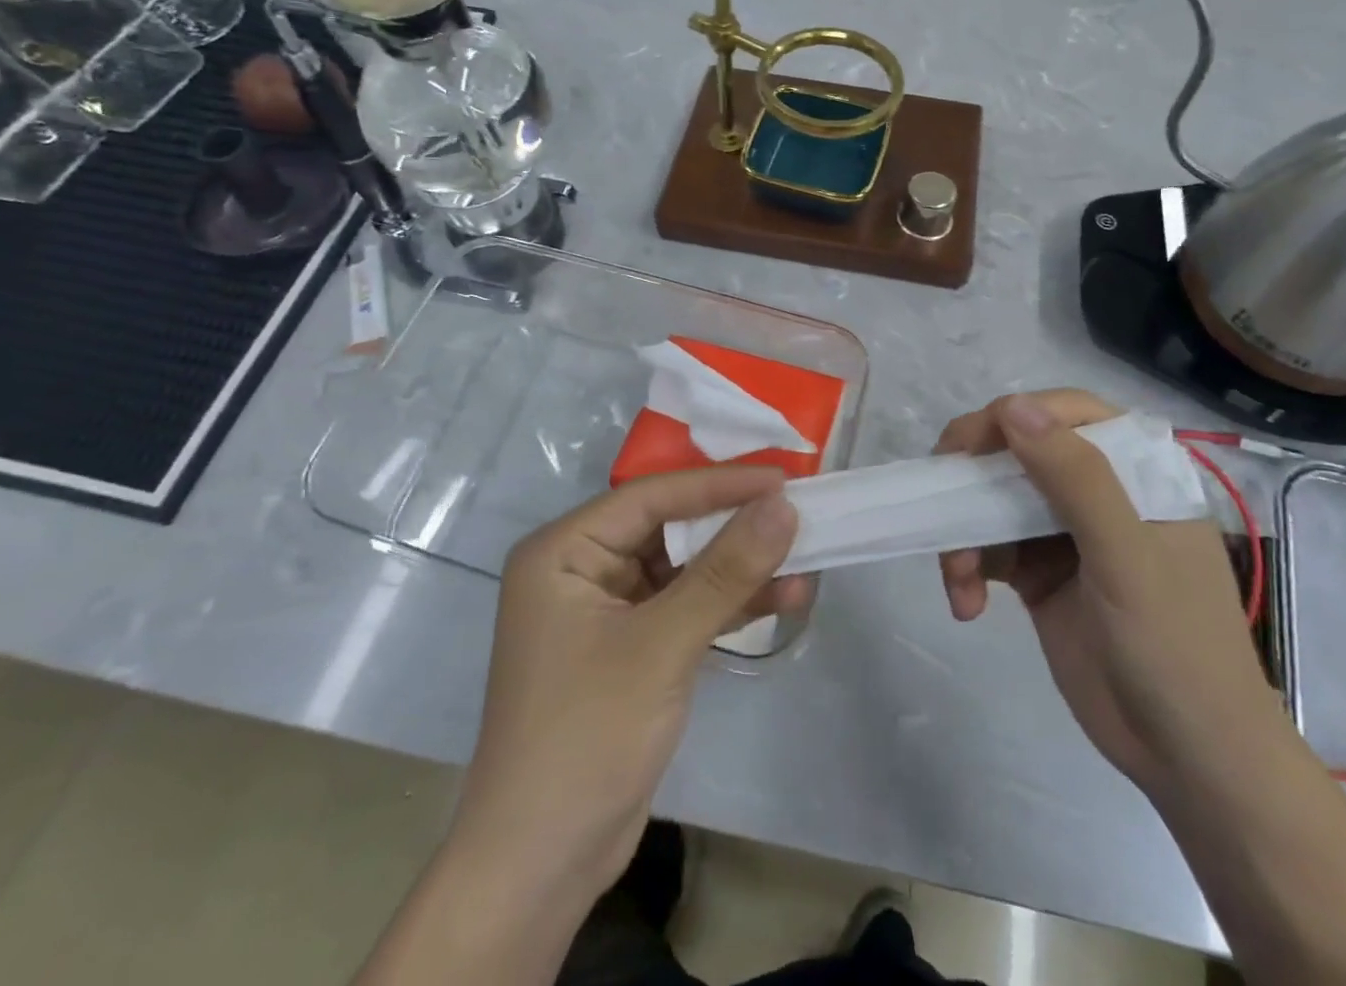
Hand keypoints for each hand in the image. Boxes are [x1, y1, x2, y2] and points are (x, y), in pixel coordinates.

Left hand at [450, 466, 807, 917]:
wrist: (542, 866)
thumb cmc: (587, 735)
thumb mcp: (662, 644)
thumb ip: (724, 572)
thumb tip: (783, 507)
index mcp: (564, 550)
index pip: (651, 497)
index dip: (718, 485)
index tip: (781, 479)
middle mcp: (582, 568)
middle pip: (669, 529)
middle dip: (733, 527)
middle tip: (796, 514)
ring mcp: (606, 610)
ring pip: (683, 569)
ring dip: (739, 569)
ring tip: (804, 560)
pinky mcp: (630, 647)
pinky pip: (685, 607)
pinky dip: (728, 605)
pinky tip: (780, 599)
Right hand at [935, 389, 1277, 795]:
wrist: (1190, 760)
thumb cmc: (1175, 648)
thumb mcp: (1126, 558)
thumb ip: (1075, 478)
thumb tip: (1011, 406)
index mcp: (1137, 473)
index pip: (1067, 415)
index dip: (1012, 418)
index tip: (966, 447)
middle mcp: (1100, 492)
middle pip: (1020, 453)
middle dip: (973, 478)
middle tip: (937, 497)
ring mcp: (1066, 533)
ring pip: (994, 501)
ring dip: (964, 532)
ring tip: (956, 577)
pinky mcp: (1040, 574)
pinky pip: (990, 548)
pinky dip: (968, 568)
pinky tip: (966, 603)